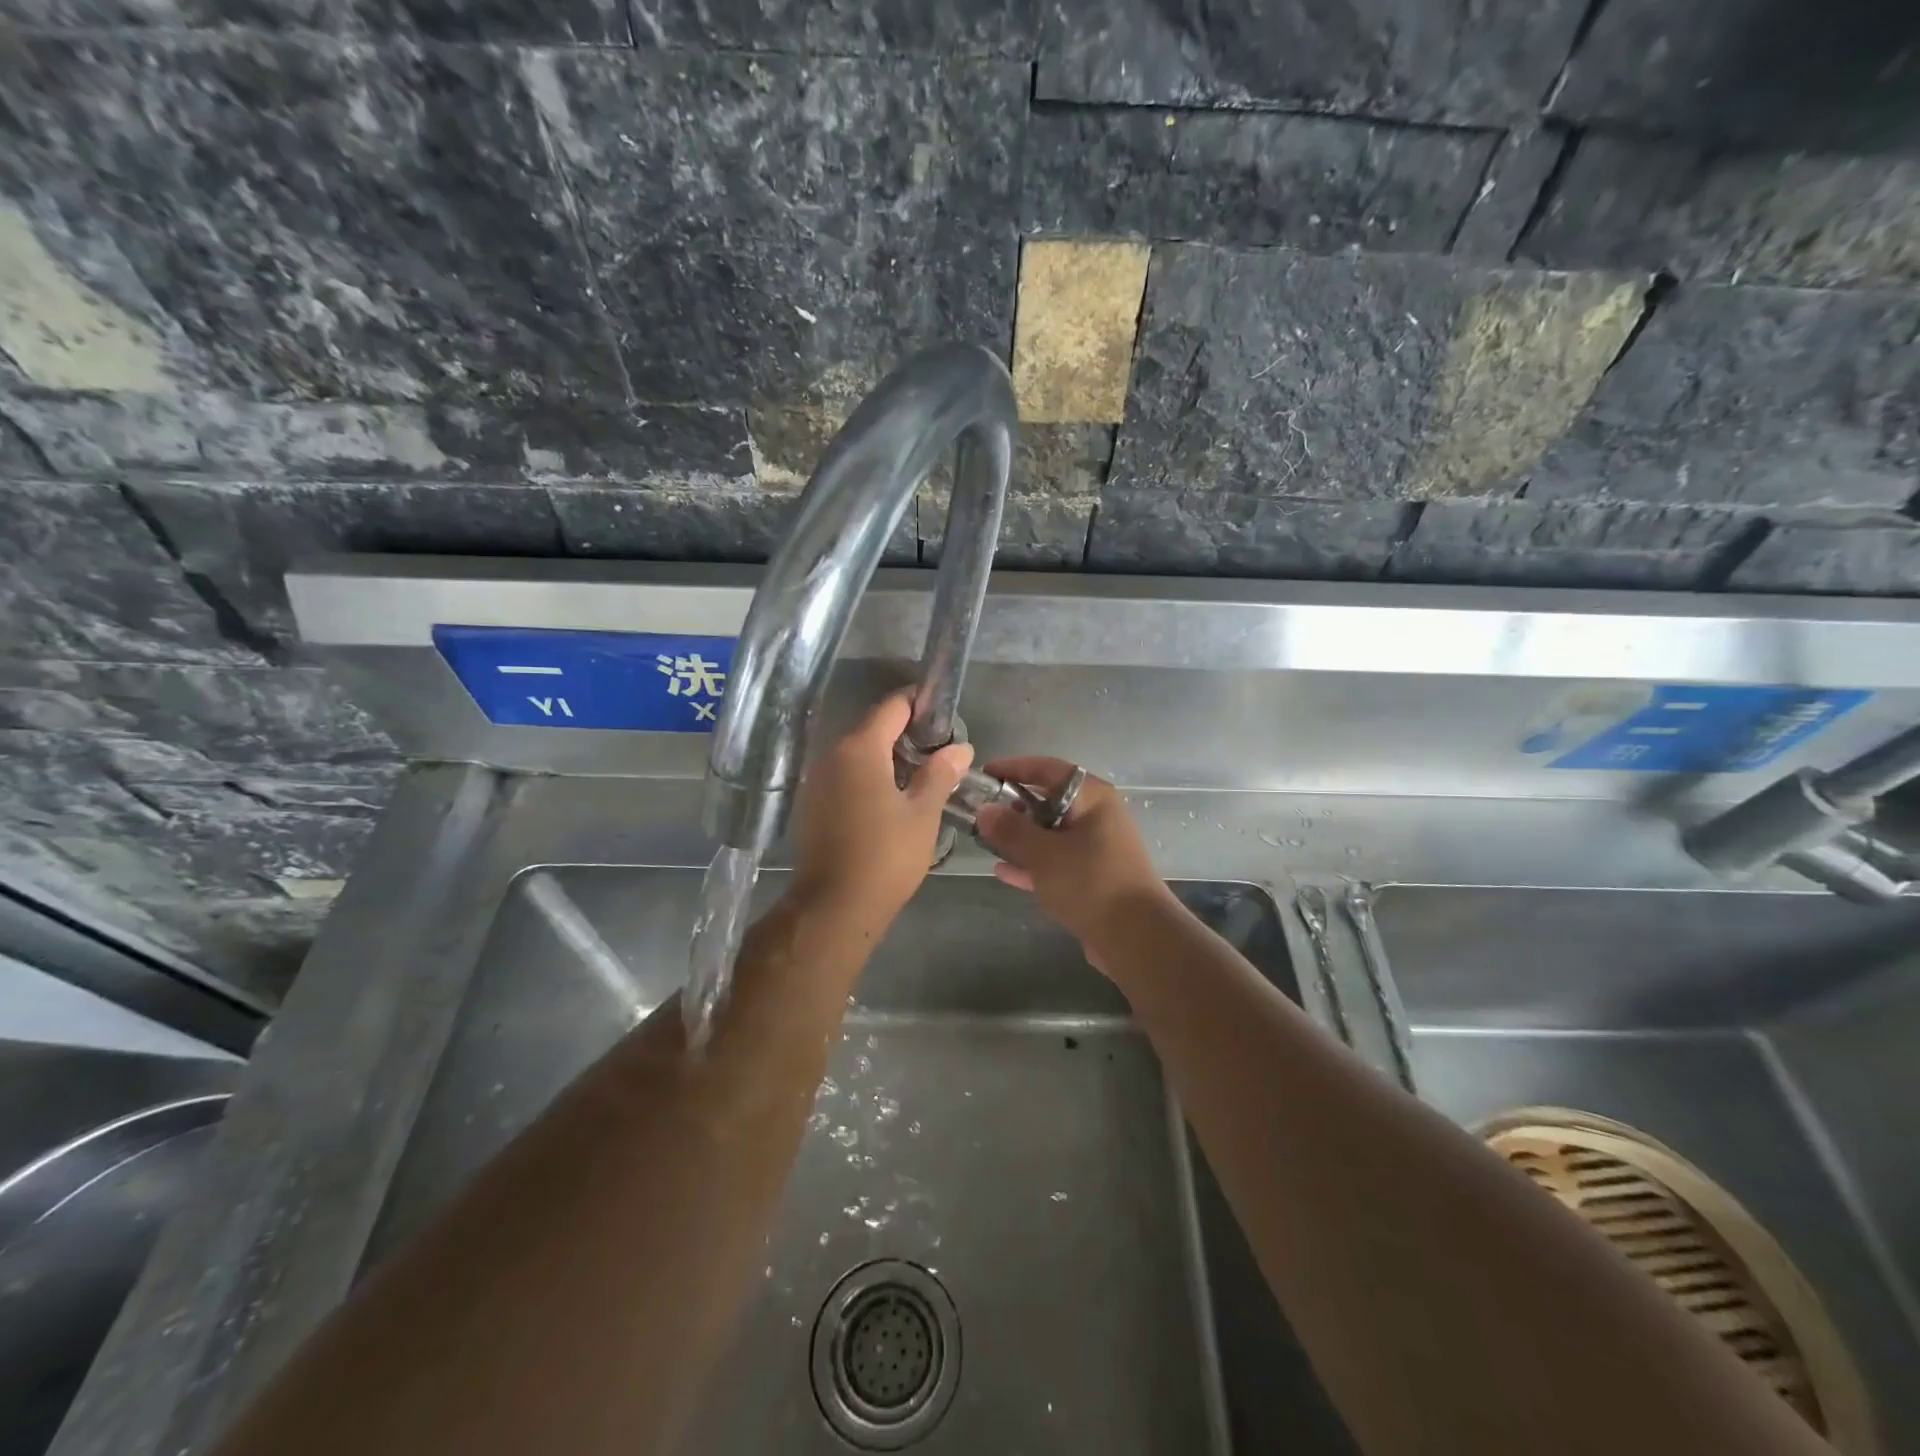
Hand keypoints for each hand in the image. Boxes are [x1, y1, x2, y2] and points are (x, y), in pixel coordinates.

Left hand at [787, 692, 972, 931]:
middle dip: (907, 733)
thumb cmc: (885, 856)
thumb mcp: (923, 814)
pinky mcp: (813, 805)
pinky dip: (870, 777)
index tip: (944, 714)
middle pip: (873, 728)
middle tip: (941, 751)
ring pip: (858, 754)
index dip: (920, 703)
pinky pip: (846, 776)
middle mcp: (832, 756)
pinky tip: (892, 799)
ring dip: (888, 757)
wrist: (834, 908)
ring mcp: (818, 781)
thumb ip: (940, 774)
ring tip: (922, 775)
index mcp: (860, 749)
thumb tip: (961, 748)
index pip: (892, 706)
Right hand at [974, 758, 1171, 956]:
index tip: (984, 774)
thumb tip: (984, 811)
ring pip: (1051, 834)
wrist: (1137, 937)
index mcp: (1092, 798)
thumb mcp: (1044, 853)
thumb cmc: (1090, 882)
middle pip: (1049, 800)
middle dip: (1014, 806)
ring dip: (1021, 837)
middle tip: (981, 813)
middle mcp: (1097, 816)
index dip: (1014, 768)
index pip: (1048, 769)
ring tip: (986, 841)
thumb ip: (1011, 830)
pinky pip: (1056, 862)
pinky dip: (1032, 864)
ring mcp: (1097, 848)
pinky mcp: (1094, 878)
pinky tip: (1003, 872)